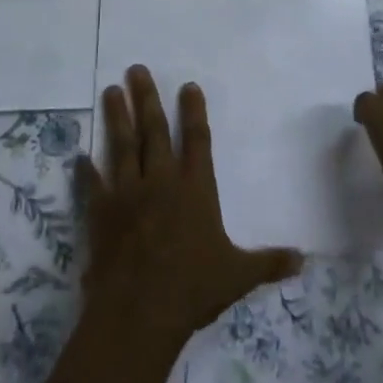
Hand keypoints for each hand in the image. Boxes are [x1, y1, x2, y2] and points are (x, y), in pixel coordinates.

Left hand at [78, 66, 302, 352]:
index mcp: (196, 188)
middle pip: (154, 130)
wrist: (140, 312)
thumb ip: (268, 263)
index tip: (187, 85)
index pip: (197, 139)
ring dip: (117, 117)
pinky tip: (78, 156)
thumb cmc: (193, 289)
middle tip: (136, 69)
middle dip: (147, 98)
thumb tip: (303, 259)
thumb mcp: (238, 275)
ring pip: (122, 145)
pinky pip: (93, 184)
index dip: (193, 111)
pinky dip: (85, 171)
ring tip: (111, 90)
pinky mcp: (102, 212)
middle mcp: (162, 180)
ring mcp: (128, 193)